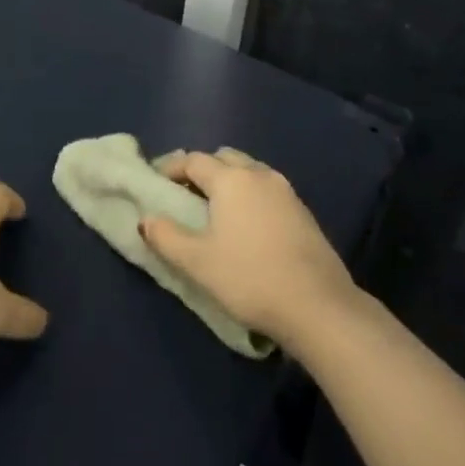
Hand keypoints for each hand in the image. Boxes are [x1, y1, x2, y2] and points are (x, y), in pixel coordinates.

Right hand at [142, 148, 356, 347]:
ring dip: (229, 180)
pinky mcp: (303, 211)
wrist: (319, 307)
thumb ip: (166, 237)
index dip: (172, 168)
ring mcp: (285, 191)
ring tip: (217, 209)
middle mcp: (258, 174)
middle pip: (223, 158)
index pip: (193, 160)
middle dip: (202, 169)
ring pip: (249, 170)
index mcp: (230, 179)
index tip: (157, 181)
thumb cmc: (250, 278)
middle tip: (186, 193)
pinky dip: (251, 195)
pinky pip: (267, 189)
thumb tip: (146, 219)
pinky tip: (248, 224)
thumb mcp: (198, 262)